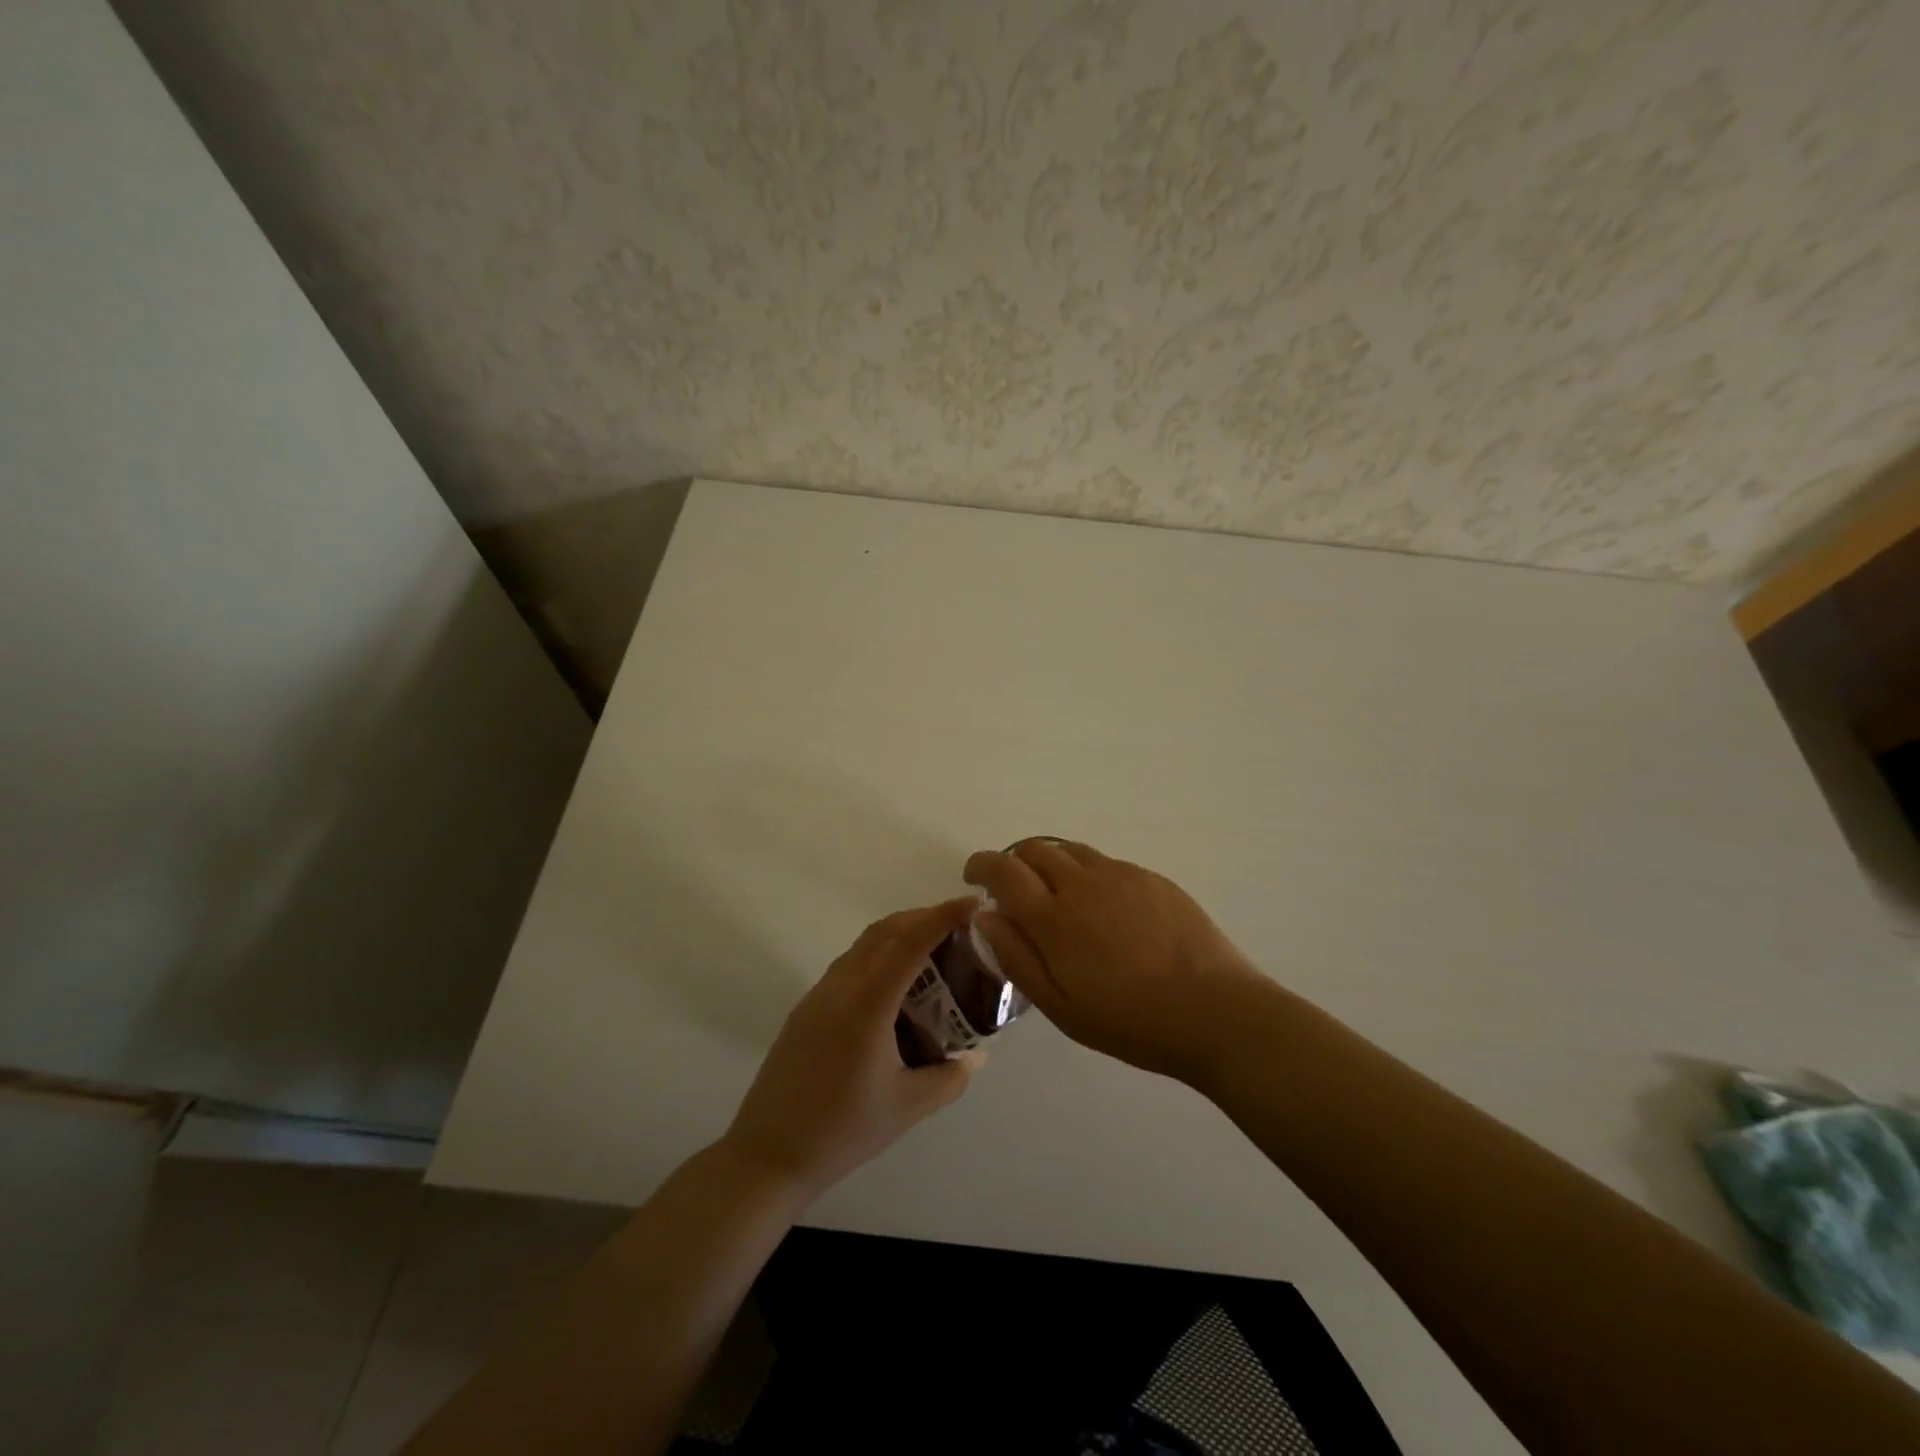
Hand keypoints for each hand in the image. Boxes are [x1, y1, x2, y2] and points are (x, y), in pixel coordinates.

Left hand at [722, 897, 982, 1198]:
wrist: (768, 1155)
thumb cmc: (842, 1132)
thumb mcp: (907, 1108)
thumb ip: (950, 1078)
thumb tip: (978, 1057)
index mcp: (867, 1005)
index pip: (910, 943)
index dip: (942, 917)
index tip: (972, 903)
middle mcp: (840, 987)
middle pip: (885, 931)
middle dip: (923, 917)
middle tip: (959, 926)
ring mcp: (819, 994)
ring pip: (864, 944)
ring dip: (899, 934)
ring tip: (933, 951)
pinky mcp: (807, 1008)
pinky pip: (850, 964)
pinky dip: (879, 955)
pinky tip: (896, 986)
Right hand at [964, 841, 1265, 1083]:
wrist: (1215, 1011)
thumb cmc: (1131, 1020)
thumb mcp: (1061, 1006)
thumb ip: (1017, 957)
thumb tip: (985, 917)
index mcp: (1054, 917)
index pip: (1003, 869)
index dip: (982, 864)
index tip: (974, 875)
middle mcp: (1083, 883)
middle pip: (1035, 849)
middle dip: (1014, 861)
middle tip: (1014, 890)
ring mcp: (1121, 875)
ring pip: (1071, 851)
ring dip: (1051, 863)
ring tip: (1057, 896)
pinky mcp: (1152, 878)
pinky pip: (1106, 863)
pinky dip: (1087, 874)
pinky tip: (1103, 909)